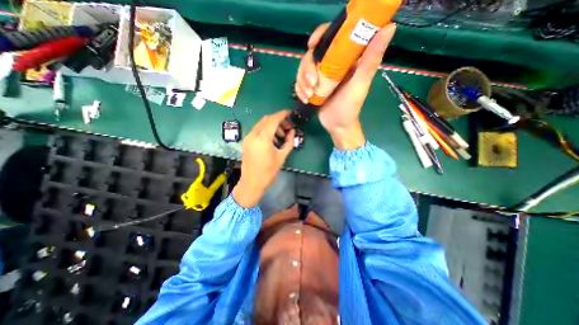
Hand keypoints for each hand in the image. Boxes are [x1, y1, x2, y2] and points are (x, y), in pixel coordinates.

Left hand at [232, 111, 295, 208]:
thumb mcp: (282, 157)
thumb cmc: (268, 172)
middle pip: (266, 120)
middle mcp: (253, 135)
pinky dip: (266, 131)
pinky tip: (272, 140)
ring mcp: (248, 138)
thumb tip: (292, 132)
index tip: (290, 113)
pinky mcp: (246, 142)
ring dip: (272, 126)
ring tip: (281, 136)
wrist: (252, 183)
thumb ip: (289, 142)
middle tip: (287, 127)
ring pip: (261, 124)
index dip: (282, 114)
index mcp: (262, 139)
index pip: (273, 120)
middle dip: (278, 121)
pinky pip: (257, 131)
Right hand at [295, 23, 398, 149]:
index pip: (331, 37)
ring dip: (302, 82)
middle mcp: (331, 65)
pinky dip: (299, 89)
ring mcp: (320, 76)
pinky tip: (305, 98)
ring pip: (303, 69)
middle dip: (307, 69)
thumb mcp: (360, 84)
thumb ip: (371, 59)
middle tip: (311, 85)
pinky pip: (300, 81)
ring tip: (308, 95)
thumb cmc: (350, 107)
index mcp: (345, 59)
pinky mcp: (312, 86)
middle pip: (312, 55)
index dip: (320, 36)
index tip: (312, 45)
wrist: (337, 126)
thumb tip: (389, 26)